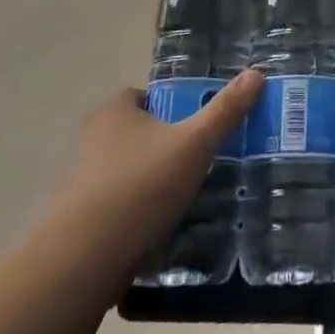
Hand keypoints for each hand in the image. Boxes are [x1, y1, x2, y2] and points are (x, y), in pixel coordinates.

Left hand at [48, 70, 261, 282]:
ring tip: (186, 198)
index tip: (198, 128)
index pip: (147, 96)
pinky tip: (160, 229)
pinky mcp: (78, 219)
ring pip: (128, 171)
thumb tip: (256, 73)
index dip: (174, 108)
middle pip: (139, 134)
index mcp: (115, 111)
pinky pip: (117, 205)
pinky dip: (137, 213)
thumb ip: (225, 110)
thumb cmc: (141, 186)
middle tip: (199, 162)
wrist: (84, 259)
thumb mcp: (195, 144)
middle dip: (166, 146)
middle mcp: (92, 138)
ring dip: (151, 182)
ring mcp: (81, 180)